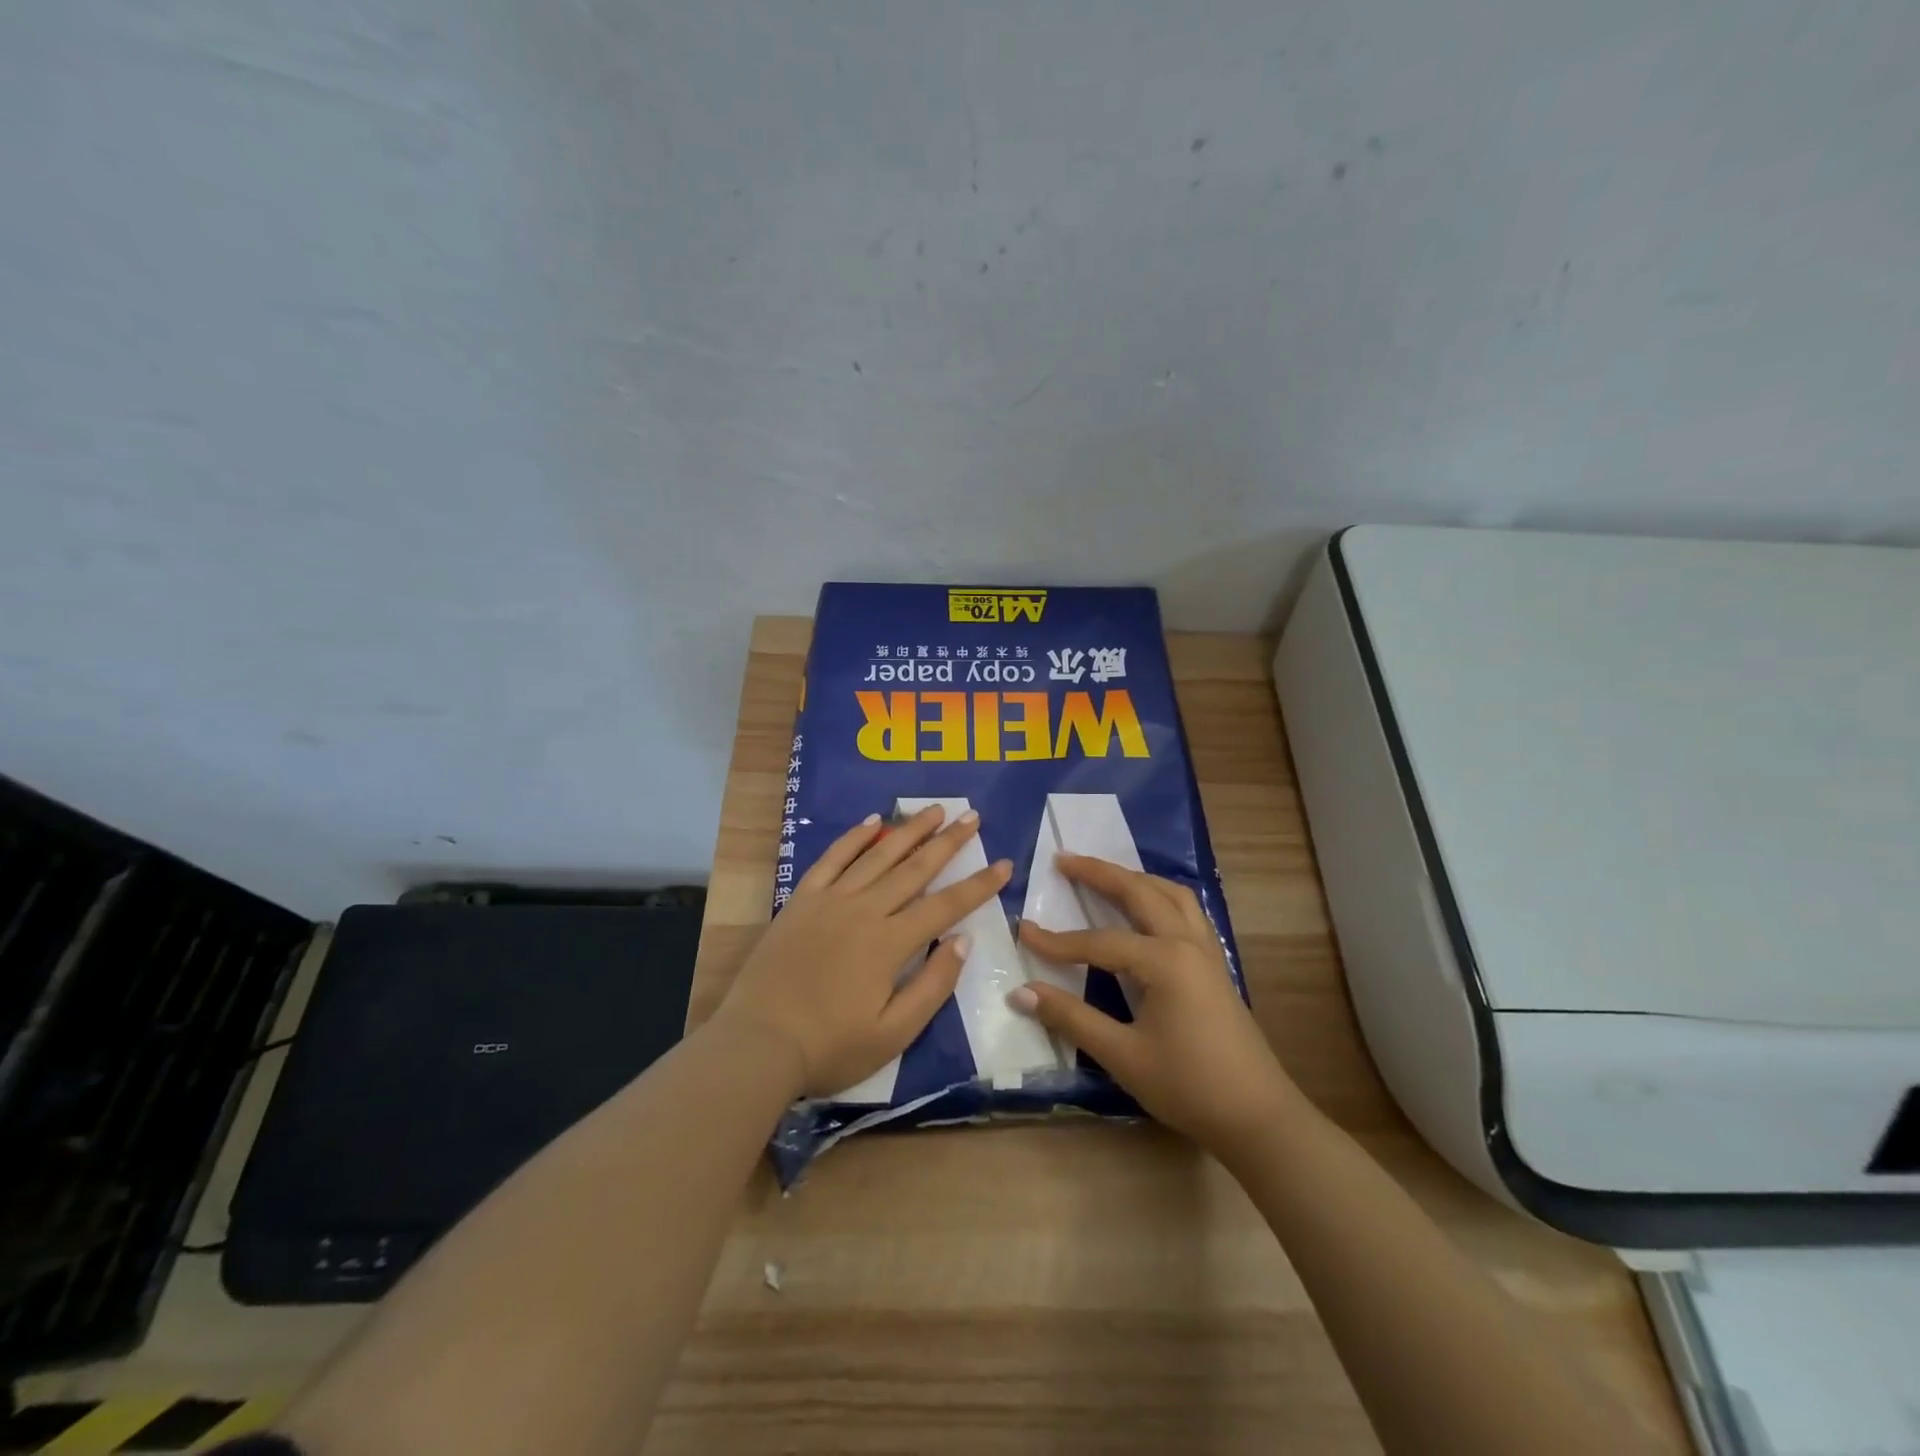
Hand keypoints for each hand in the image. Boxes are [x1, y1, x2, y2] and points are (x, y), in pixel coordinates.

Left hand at [718, 805, 1012, 1097]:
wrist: (757, 1043)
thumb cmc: (829, 1046)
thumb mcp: (893, 1034)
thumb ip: (932, 985)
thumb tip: (962, 940)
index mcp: (890, 943)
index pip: (946, 906)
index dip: (978, 885)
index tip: (1004, 864)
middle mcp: (865, 910)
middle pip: (915, 868)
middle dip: (948, 842)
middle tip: (971, 816)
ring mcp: (831, 900)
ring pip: (878, 855)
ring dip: (909, 830)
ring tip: (935, 810)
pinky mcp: (802, 899)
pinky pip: (832, 859)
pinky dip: (854, 838)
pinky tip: (873, 822)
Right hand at [1010, 855, 1298, 1155]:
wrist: (1259, 1117)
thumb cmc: (1189, 1086)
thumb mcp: (1123, 1055)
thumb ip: (1071, 1018)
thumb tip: (1021, 991)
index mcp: (1164, 961)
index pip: (1098, 942)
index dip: (1057, 941)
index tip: (1022, 932)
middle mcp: (1187, 942)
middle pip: (1139, 892)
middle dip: (1100, 872)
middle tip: (1063, 859)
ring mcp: (1206, 951)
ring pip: (1170, 894)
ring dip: (1134, 878)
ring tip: (1104, 873)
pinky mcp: (1215, 965)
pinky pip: (1186, 911)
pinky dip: (1160, 896)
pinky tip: (1148, 908)